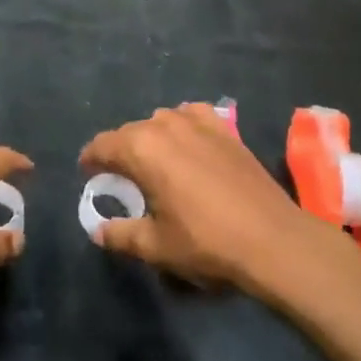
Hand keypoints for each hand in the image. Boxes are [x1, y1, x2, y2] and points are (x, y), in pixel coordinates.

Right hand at [80, 104, 323, 293]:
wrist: (272, 239)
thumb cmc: (206, 242)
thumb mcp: (156, 246)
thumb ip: (121, 235)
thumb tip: (98, 231)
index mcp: (142, 148)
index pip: (103, 144)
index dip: (91, 159)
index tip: (88, 174)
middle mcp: (166, 125)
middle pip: (131, 131)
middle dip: (120, 150)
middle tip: (121, 177)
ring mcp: (198, 122)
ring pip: (161, 120)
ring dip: (151, 137)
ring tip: (155, 163)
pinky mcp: (225, 128)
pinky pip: (193, 115)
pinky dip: (183, 124)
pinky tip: (189, 143)